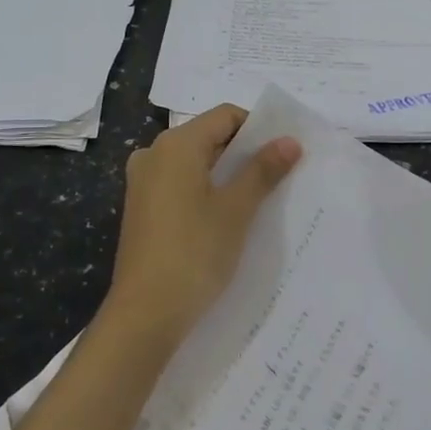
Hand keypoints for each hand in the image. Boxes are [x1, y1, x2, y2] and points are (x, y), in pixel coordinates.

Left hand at [105, 104, 301, 345]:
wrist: (145, 313)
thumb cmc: (194, 252)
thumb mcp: (236, 209)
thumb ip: (263, 170)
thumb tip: (289, 140)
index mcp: (176, 145)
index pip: (225, 116)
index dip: (258, 128)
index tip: (284, 153)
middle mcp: (154, 154)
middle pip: (208, 136)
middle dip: (243, 152)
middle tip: (278, 176)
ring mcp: (143, 182)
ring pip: (194, 162)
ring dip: (225, 174)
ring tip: (257, 199)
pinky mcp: (141, 208)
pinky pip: (179, 184)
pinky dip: (204, 190)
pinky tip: (225, 218)